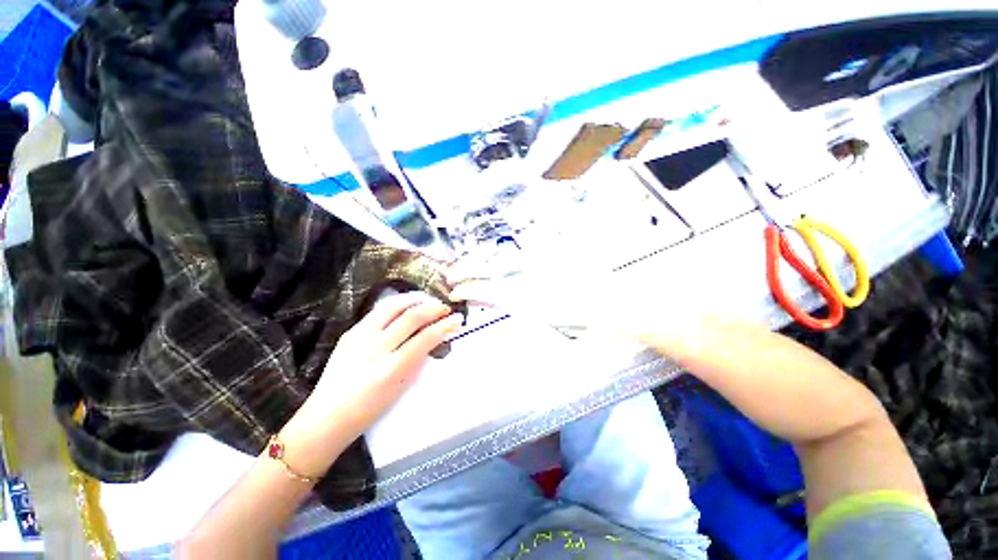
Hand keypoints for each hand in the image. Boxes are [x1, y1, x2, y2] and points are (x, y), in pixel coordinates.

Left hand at [278, 292, 463, 476]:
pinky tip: (405, 303)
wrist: (327, 417)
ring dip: (415, 299)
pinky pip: (378, 311)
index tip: (457, 320)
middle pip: (412, 317)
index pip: (426, 337)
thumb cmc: (370, 410)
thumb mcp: (401, 388)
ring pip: (393, 306)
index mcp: (391, 369)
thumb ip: (418, 360)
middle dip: (434, 308)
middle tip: (445, 308)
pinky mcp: (350, 332)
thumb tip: (434, 338)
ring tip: (428, 298)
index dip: (445, 325)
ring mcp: (360, 337)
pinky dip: (396, 304)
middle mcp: (376, 348)